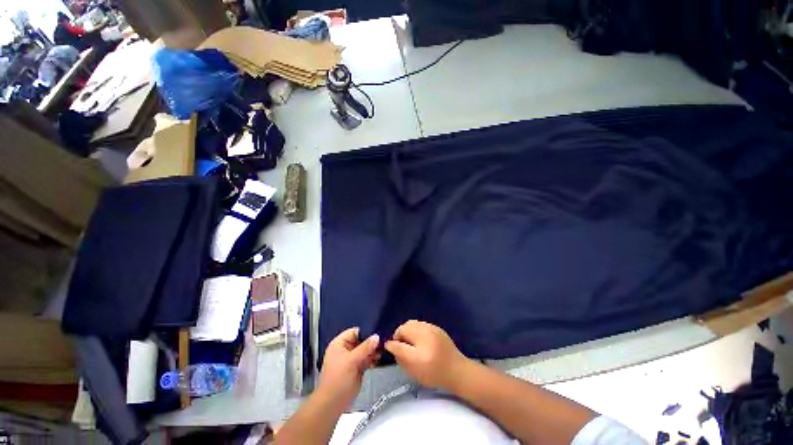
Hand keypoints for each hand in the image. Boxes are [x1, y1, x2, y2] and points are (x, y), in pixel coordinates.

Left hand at [318, 327, 379, 406]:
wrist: (333, 404)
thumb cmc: (337, 380)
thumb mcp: (351, 361)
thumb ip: (365, 348)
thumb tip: (376, 337)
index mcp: (339, 344)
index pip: (355, 332)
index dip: (366, 332)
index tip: (377, 333)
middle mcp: (345, 349)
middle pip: (361, 340)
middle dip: (371, 342)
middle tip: (382, 343)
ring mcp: (351, 359)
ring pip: (365, 350)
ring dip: (373, 351)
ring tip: (381, 351)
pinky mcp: (357, 368)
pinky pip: (366, 359)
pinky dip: (372, 358)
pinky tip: (378, 359)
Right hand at [384, 320, 469, 390]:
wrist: (458, 373)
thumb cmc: (434, 373)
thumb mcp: (413, 368)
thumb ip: (400, 354)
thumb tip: (390, 344)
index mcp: (420, 338)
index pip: (400, 333)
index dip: (395, 341)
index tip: (395, 351)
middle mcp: (426, 329)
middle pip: (407, 325)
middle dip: (402, 334)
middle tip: (403, 348)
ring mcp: (433, 327)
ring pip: (414, 324)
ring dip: (409, 331)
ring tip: (412, 345)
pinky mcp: (438, 328)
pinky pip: (423, 326)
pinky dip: (418, 331)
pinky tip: (422, 342)